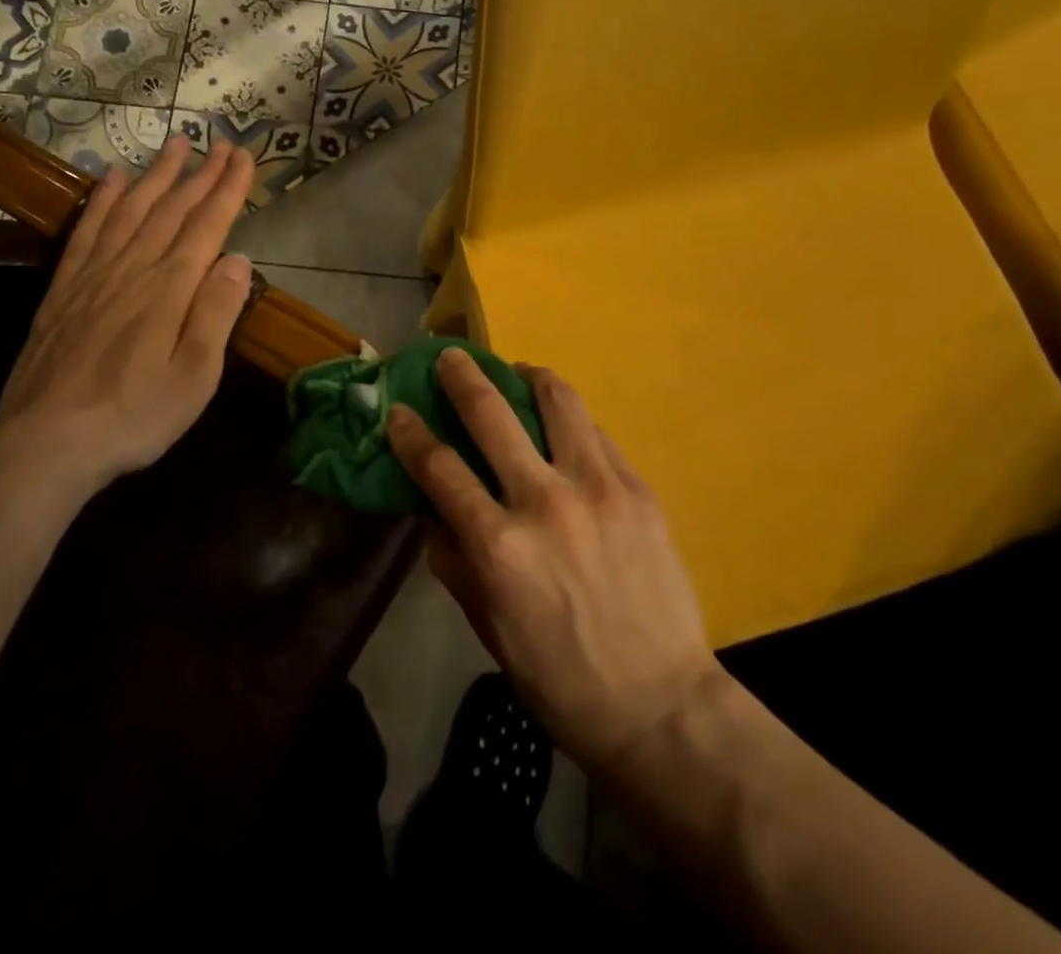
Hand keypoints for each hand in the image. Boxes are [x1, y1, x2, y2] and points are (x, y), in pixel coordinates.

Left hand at [0, 134, 254, 507]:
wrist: (47, 441)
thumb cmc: (136, 415)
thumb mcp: (196, 376)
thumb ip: (217, 312)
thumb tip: (238, 259)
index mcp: (170, 288)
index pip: (207, 225)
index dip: (228, 188)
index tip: (244, 156)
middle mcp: (134, 268)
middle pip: (172, 209)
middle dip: (200, 173)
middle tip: (220, 142)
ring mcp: (94, 274)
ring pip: (131, 209)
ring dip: (156, 174)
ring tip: (176, 145)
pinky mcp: (65, 287)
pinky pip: (87, 229)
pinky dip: (102, 199)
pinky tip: (111, 178)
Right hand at [388, 351, 725, 772]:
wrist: (661, 704)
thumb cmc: (561, 679)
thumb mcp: (488, 629)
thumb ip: (455, 563)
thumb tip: (434, 514)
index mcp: (499, 546)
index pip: (440, 468)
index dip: (411, 433)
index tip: (399, 410)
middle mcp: (544, 501)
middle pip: (492, 415)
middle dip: (462, 377)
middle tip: (450, 356)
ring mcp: (596, 487)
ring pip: (557, 402)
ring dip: (528, 376)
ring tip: (517, 372)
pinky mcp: (636, 488)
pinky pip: (595, 433)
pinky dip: (570, 418)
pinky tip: (563, 423)